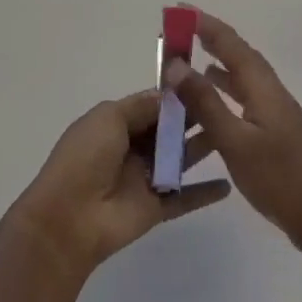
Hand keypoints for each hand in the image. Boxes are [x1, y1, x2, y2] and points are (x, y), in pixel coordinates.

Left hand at [9, 90, 229, 280]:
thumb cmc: (85, 158)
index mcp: (116, 124)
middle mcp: (133, 148)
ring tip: (233, 133)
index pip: (151, 105)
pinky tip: (229, 184)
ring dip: (202, 147)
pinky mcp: (156, 208)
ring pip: (180, 159)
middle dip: (192, 117)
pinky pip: (184, 198)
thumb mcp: (108, 118)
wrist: (69, 219)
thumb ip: (140, 106)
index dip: (174, 95)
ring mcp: (145, 179)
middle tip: (225, 104)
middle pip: (168, 130)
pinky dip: (204, 193)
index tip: (203, 82)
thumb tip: (168, 95)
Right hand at [163, 12, 301, 259]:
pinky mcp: (274, 131)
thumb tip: (177, 65)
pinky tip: (211, 102)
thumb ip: (206, 103)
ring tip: (188, 61)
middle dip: (208, 37)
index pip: (230, 43)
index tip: (177, 9)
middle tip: (178, 30)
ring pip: (241, 75)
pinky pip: (244, 96)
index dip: (203, 24)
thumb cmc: (280, 180)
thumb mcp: (235, 142)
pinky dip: (224, 90)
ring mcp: (275, 111)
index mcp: (263, 87)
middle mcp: (270, 91)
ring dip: (216, 63)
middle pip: (237, 54)